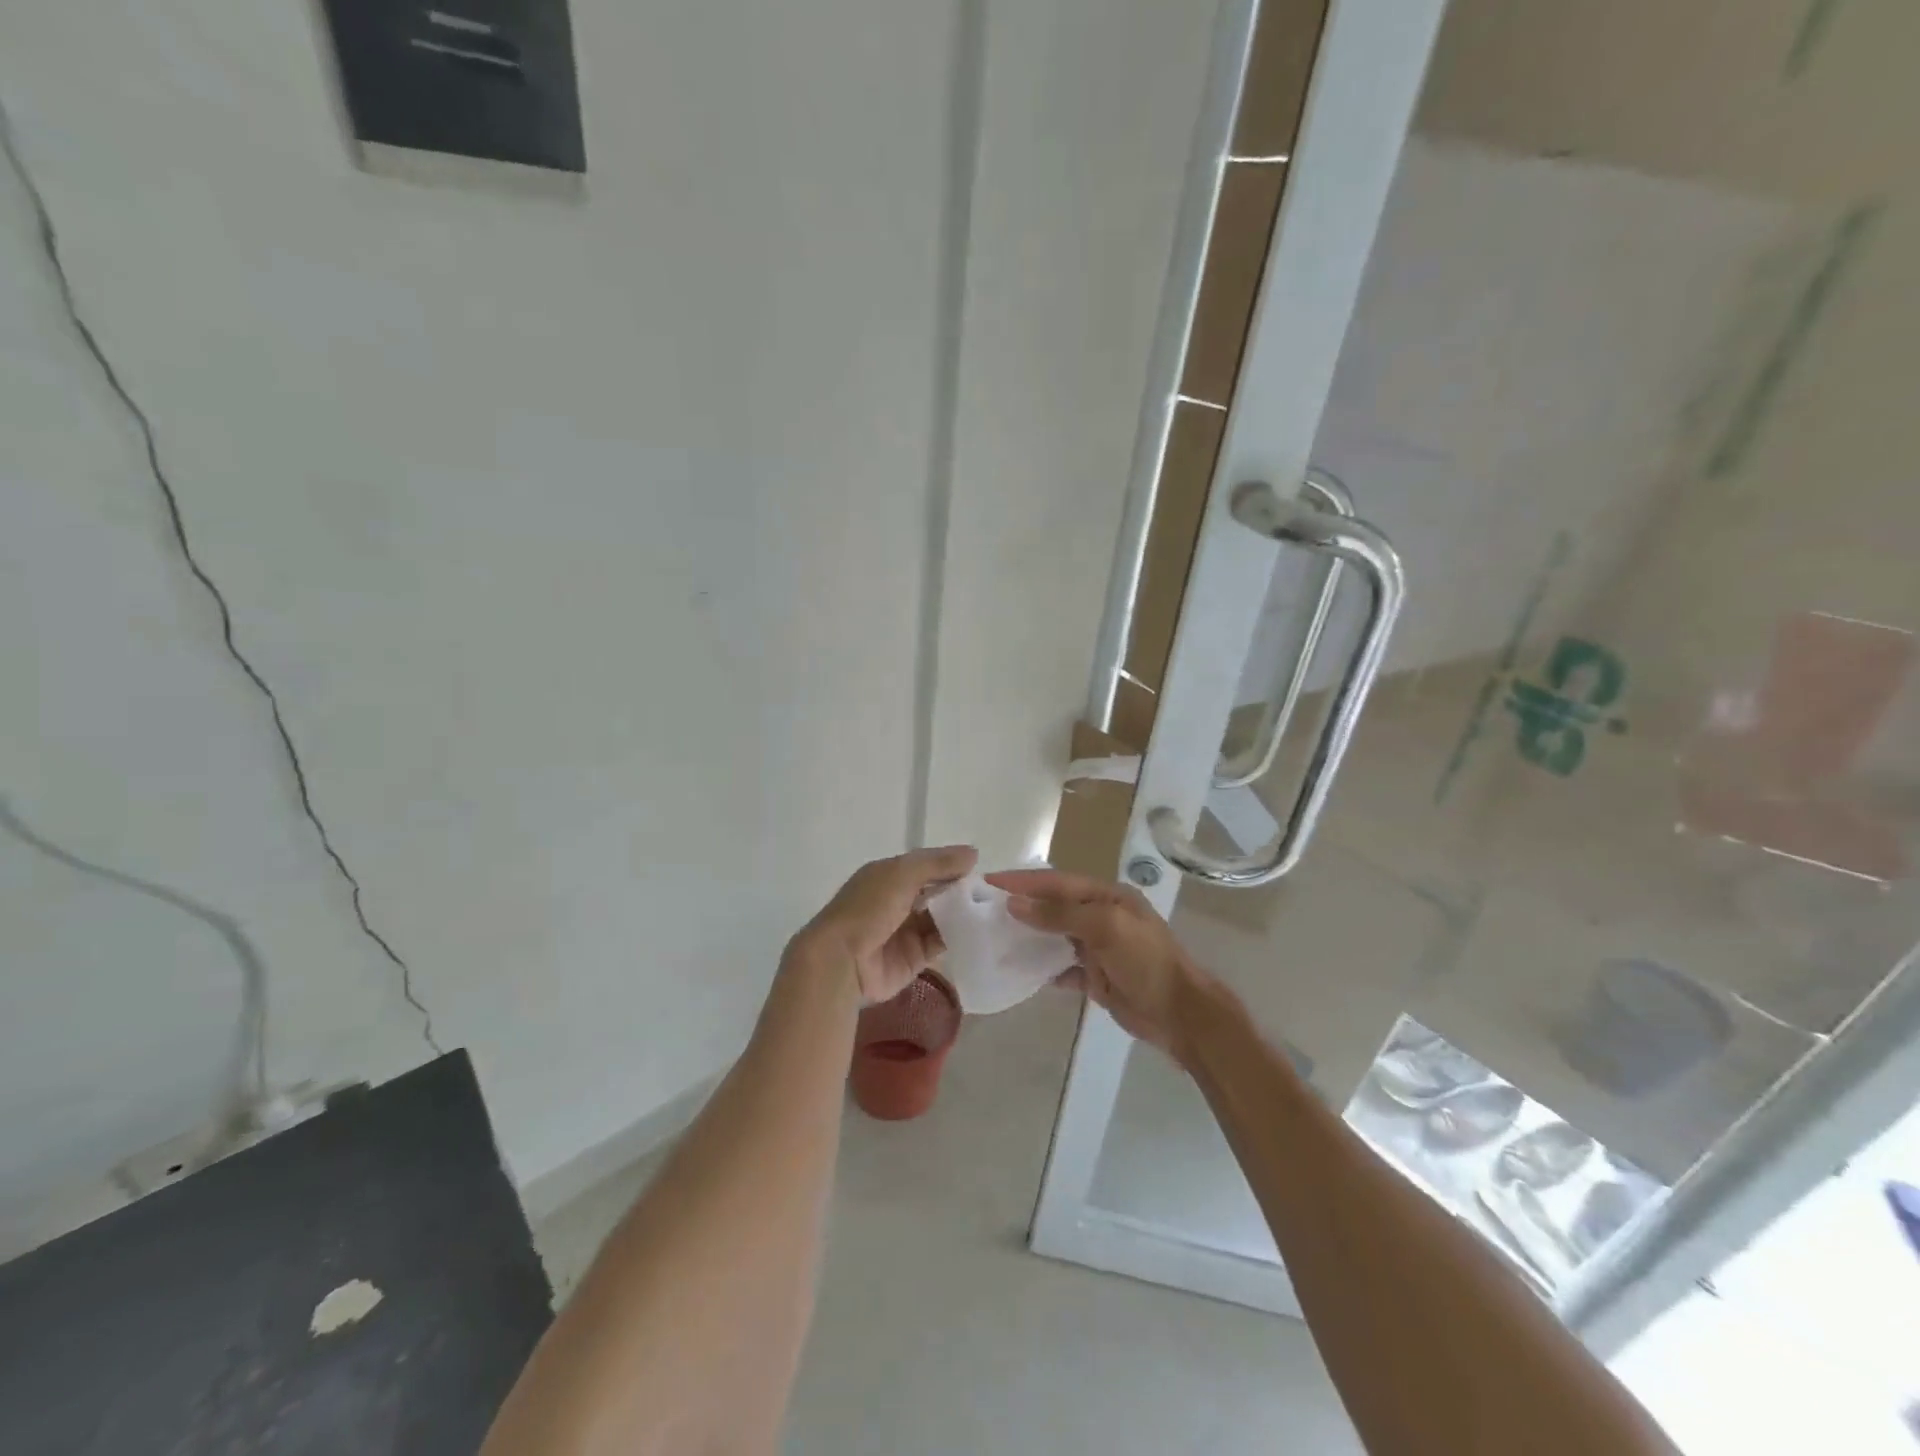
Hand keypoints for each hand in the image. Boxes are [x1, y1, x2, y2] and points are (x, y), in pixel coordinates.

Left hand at [788, 845, 977, 1003]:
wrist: (842, 961)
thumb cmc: (868, 908)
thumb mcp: (901, 874)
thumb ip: (937, 863)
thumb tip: (974, 853)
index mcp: (889, 875)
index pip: (928, 866)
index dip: (953, 866)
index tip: (982, 870)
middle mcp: (898, 901)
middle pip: (936, 892)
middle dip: (961, 892)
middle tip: (994, 894)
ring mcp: (905, 931)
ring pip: (941, 918)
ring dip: (963, 915)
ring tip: (994, 913)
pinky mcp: (914, 958)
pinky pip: (941, 944)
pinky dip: (959, 939)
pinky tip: (982, 934)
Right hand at [987, 868, 1210, 1063]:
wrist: (1179, 1013)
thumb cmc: (1145, 961)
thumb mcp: (1105, 927)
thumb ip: (1060, 914)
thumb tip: (1015, 903)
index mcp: (1107, 896)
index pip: (1057, 881)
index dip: (1023, 881)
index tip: (989, 880)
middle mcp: (1101, 916)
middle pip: (1054, 905)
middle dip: (1022, 905)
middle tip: (985, 907)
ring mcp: (1098, 947)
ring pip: (1055, 936)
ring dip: (1029, 936)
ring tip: (995, 937)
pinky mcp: (1096, 976)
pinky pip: (1062, 968)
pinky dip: (1044, 969)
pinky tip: (1023, 973)